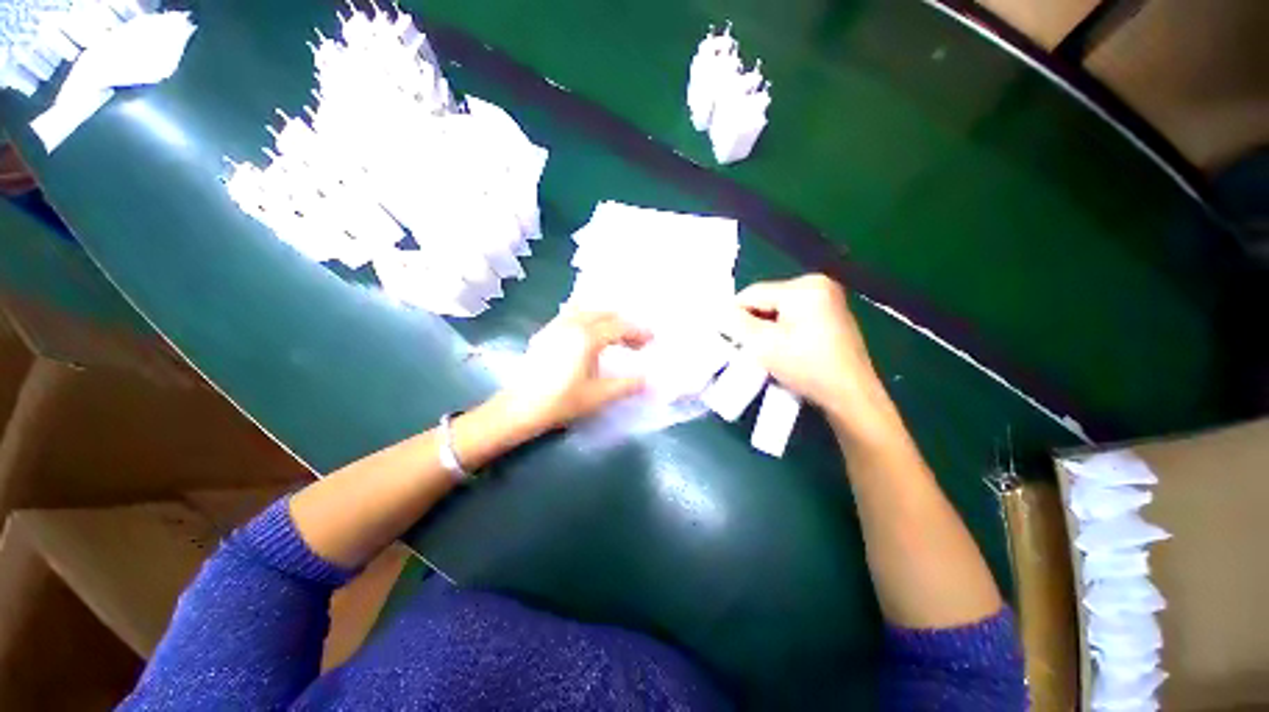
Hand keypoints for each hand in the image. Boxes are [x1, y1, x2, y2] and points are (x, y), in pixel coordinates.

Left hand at [496, 311, 650, 434]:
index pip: (619, 327)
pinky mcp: (545, 333)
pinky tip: (590, 333)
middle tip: (637, 342)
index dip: (638, 332)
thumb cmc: (561, 401)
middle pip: (605, 314)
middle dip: (624, 324)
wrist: (519, 408)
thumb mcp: (599, 395)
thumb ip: (627, 385)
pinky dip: (588, 319)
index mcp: (587, 337)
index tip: (652, 339)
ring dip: (606, 319)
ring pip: (587, 311)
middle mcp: (572, 324)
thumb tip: (648, 381)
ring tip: (617, 336)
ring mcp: (556, 326)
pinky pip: (572, 315)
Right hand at [730, 275, 893, 434]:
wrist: (850, 396)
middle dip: (751, 321)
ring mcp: (828, 298)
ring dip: (765, 326)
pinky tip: (780, 347)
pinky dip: (781, 329)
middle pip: (766, 299)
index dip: (733, 314)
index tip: (724, 336)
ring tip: (761, 349)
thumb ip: (736, 323)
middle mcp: (818, 284)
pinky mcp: (831, 314)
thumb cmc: (807, 367)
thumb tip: (720, 312)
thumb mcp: (764, 344)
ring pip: (778, 308)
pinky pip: (793, 315)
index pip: (753, 293)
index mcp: (804, 287)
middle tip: (743, 346)